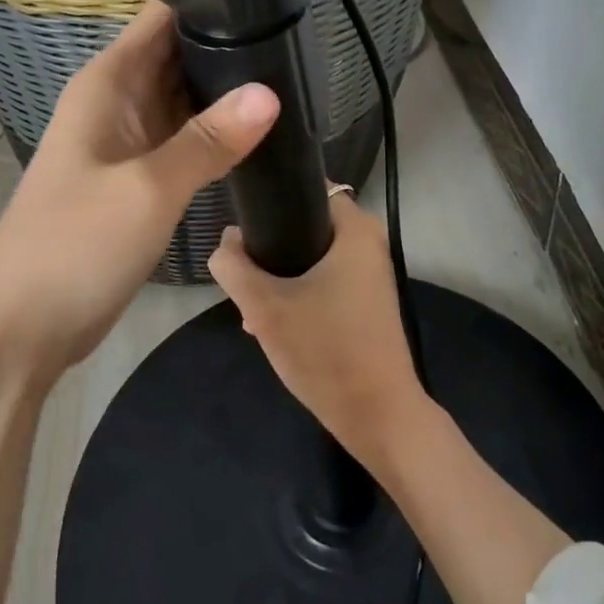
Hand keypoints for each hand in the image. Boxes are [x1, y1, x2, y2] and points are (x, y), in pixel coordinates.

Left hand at [0, 0, 278, 385]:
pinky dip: (217, 135)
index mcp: (109, 81)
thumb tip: (269, 93)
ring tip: (295, 80)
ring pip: (186, 99)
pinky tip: (261, 133)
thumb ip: (209, 141)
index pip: (163, 16)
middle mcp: (119, 100)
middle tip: (299, 43)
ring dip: (228, 92)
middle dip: (232, 45)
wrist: (19, 327)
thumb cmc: (73, 245)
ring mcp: (129, 141)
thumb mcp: (148, 189)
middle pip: (180, 54)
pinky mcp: (139, 179)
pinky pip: (185, 140)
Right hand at [208, 191, 428, 467]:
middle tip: (244, 277)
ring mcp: (371, 276)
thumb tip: (226, 241)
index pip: (308, 189)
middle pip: (305, 227)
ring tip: (252, 309)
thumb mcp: (264, 306)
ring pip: (312, 260)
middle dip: (271, 250)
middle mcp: (370, 244)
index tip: (244, 225)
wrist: (377, 414)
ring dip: (280, 279)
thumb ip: (234, 266)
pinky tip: (272, 326)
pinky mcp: (367, 304)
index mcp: (355, 229)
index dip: (273, 202)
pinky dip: (300, 296)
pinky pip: (325, 284)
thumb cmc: (325, 350)